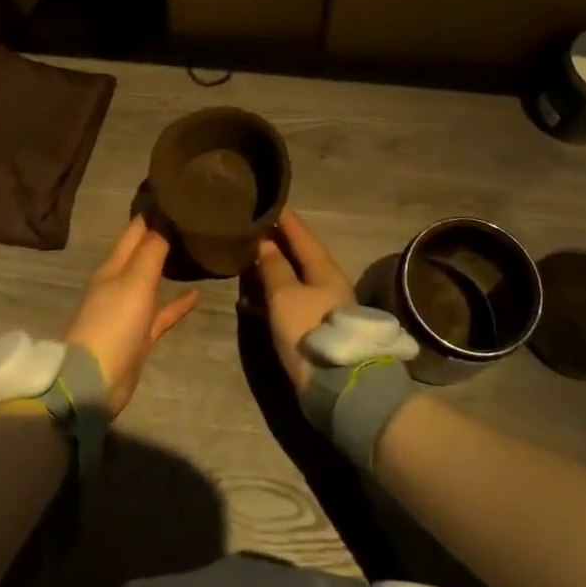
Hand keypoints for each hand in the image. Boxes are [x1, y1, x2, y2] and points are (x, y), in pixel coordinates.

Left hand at [63, 217, 198, 414]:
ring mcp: (129, 310)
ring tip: (194, 250)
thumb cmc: (114, 321)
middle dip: (162, 235)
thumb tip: (166, 216)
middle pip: (143, 253)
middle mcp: (120, 283)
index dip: (152, 212)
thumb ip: (152, 249)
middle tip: (190, 218)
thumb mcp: (135, 280)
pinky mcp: (139, 335)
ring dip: (168, 267)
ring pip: (152, 281)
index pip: (135, 230)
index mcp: (114, 266)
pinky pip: (161, 312)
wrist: (95, 380)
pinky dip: (177, 303)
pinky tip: (197, 295)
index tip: (175, 194)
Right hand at [250, 209, 356, 394]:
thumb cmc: (310, 330)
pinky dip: (272, 295)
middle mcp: (328, 283)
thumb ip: (274, 268)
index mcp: (324, 268)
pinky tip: (252, 298)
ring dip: (273, 269)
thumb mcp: (285, 296)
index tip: (268, 201)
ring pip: (294, 279)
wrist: (338, 385)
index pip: (302, 234)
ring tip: (247, 259)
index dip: (285, 218)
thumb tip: (265, 243)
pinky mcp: (315, 329)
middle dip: (277, 242)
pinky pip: (290, 301)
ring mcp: (323, 307)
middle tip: (252, 229)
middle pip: (300, 256)